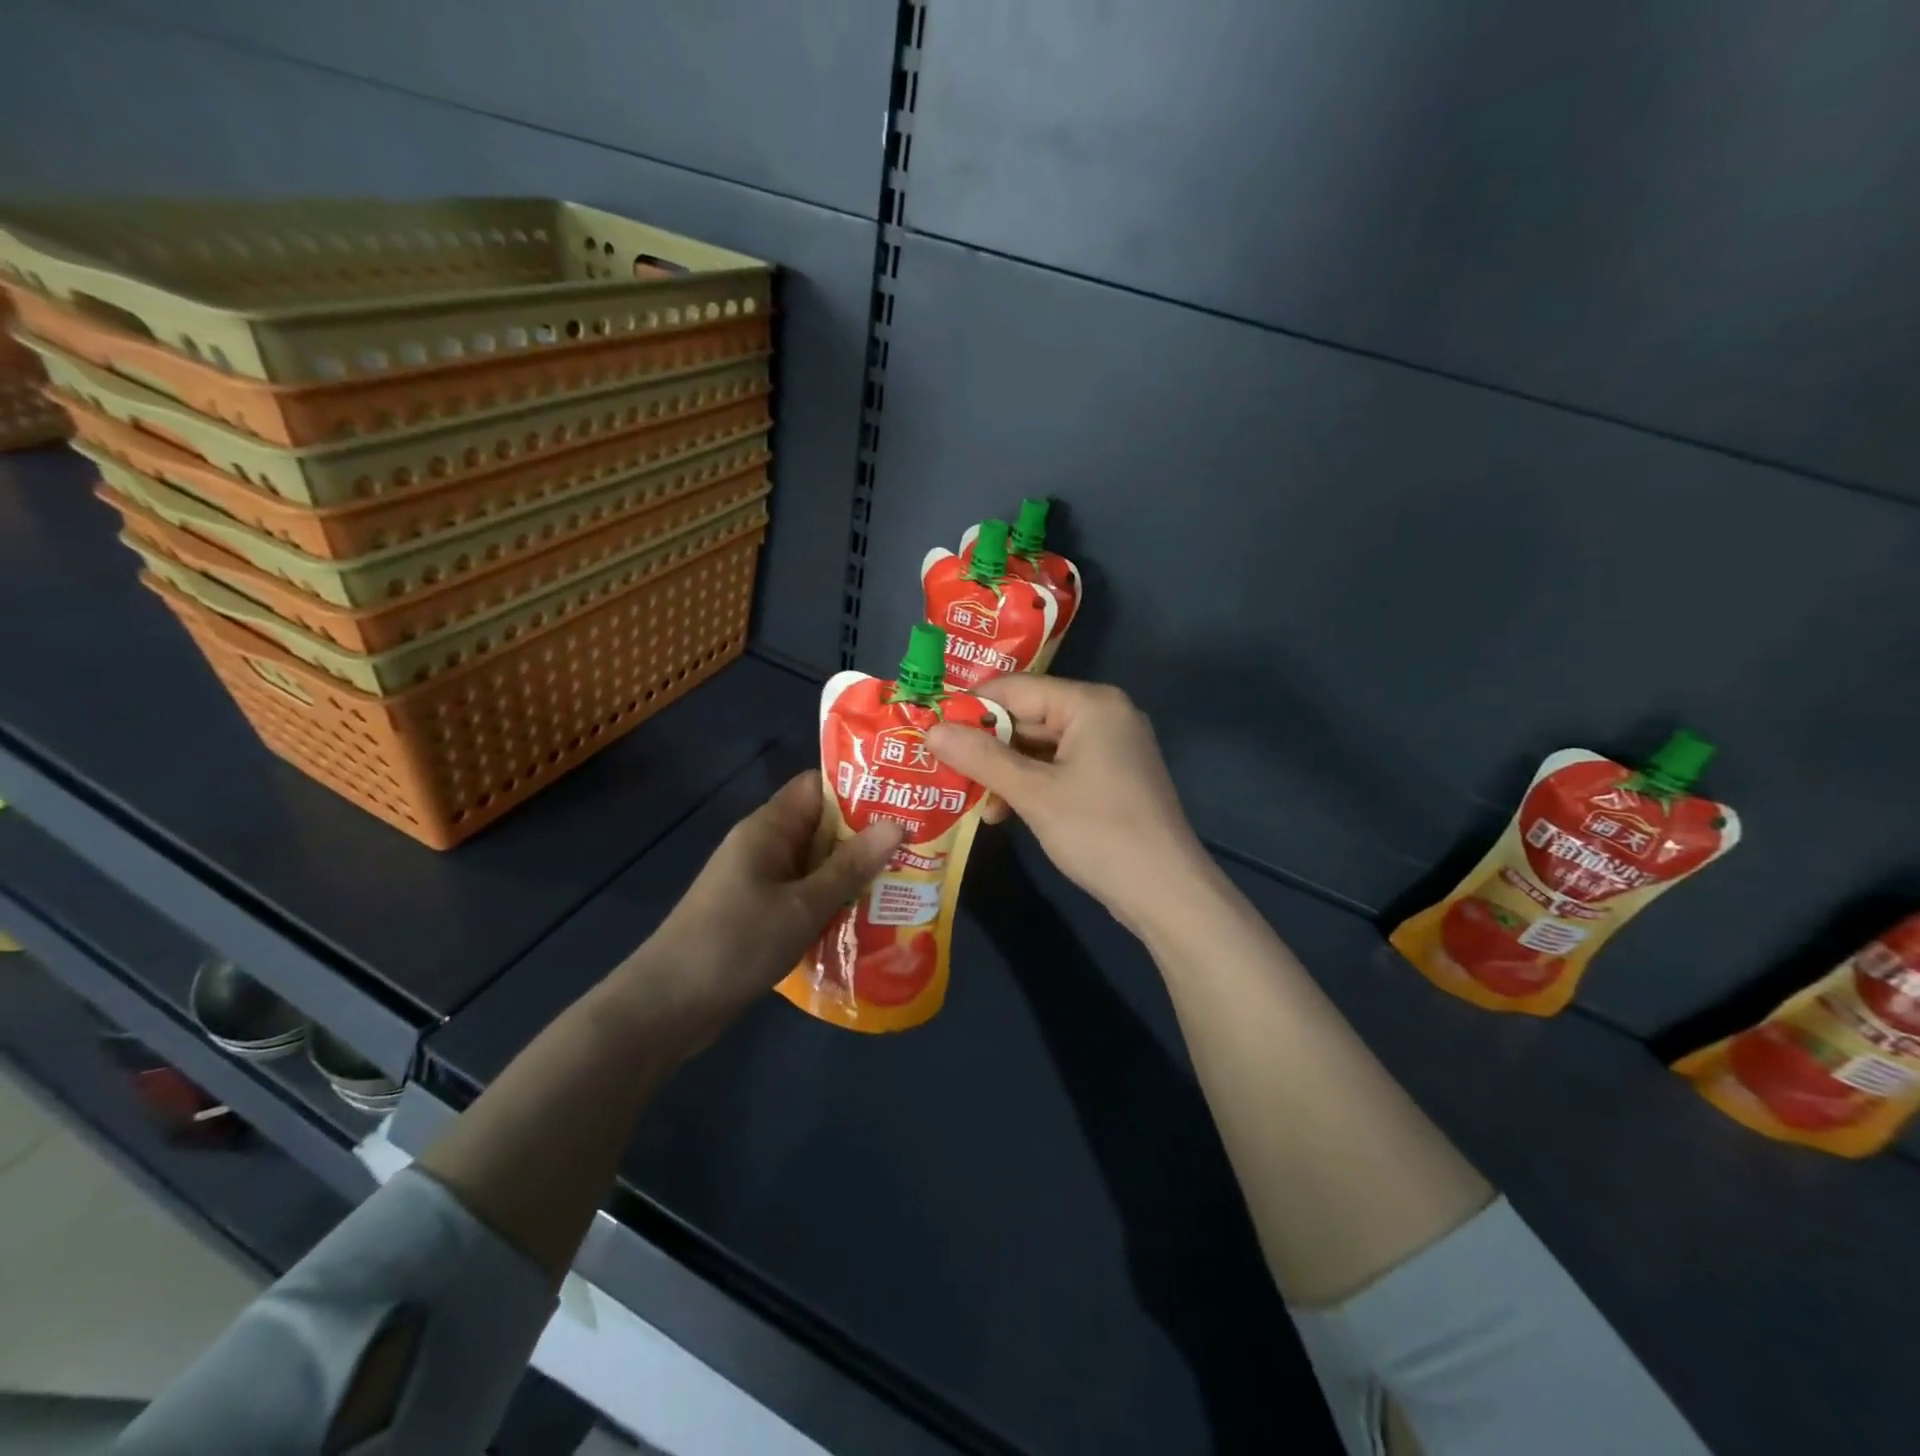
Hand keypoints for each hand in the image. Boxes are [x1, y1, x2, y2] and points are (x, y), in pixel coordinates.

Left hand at [613, 773, 901, 1052]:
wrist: (669, 1006)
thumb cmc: (737, 943)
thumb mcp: (803, 905)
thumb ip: (850, 866)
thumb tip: (897, 824)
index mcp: (769, 828)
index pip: (817, 787)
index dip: (859, 789)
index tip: (903, 801)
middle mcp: (764, 846)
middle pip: (821, 825)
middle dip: (865, 836)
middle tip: (916, 847)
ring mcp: (759, 881)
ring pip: (815, 864)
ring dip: (852, 872)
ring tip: (903, 882)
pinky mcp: (758, 912)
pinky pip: (803, 893)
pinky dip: (831, 900)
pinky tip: (866, 917)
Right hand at [926, 676, 1216, 935]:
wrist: (1166, 893)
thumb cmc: (1099, 832)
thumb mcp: (1034, 794)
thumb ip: (982, 758)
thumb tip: (931, 729)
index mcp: (1091, 704)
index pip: (1016, 688)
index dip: (970, 707)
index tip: (928, 726)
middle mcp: (1103, 715)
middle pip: (1028, 716)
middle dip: (985, 744)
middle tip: (939, 764)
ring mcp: (1110, 749)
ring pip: (1040, 747)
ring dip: (1003, 770)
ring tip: (966, 796)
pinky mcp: (1110, 779)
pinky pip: (1058, 769)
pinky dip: (1029, 785)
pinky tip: (1001, 812)